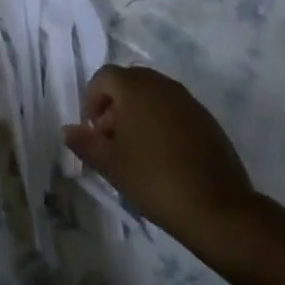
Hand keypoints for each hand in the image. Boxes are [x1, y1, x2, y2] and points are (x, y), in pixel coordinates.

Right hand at [62, 65, 253, 235]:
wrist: (217, 208)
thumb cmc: (154, 179)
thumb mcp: (111, 164)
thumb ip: (85, 142)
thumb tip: (67, 129)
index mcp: (135, 88)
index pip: (104, 76)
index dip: (92, 99)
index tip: (94, 130)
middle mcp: (162, 85)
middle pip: (130, 82)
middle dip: (115, 104)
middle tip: (111, 139)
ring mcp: (188, 100)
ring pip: (154, 95)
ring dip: (139, 113)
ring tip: (137, 150)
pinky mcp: (207, 120)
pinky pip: (175, 110)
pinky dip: (162, 122)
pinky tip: (164, 156)